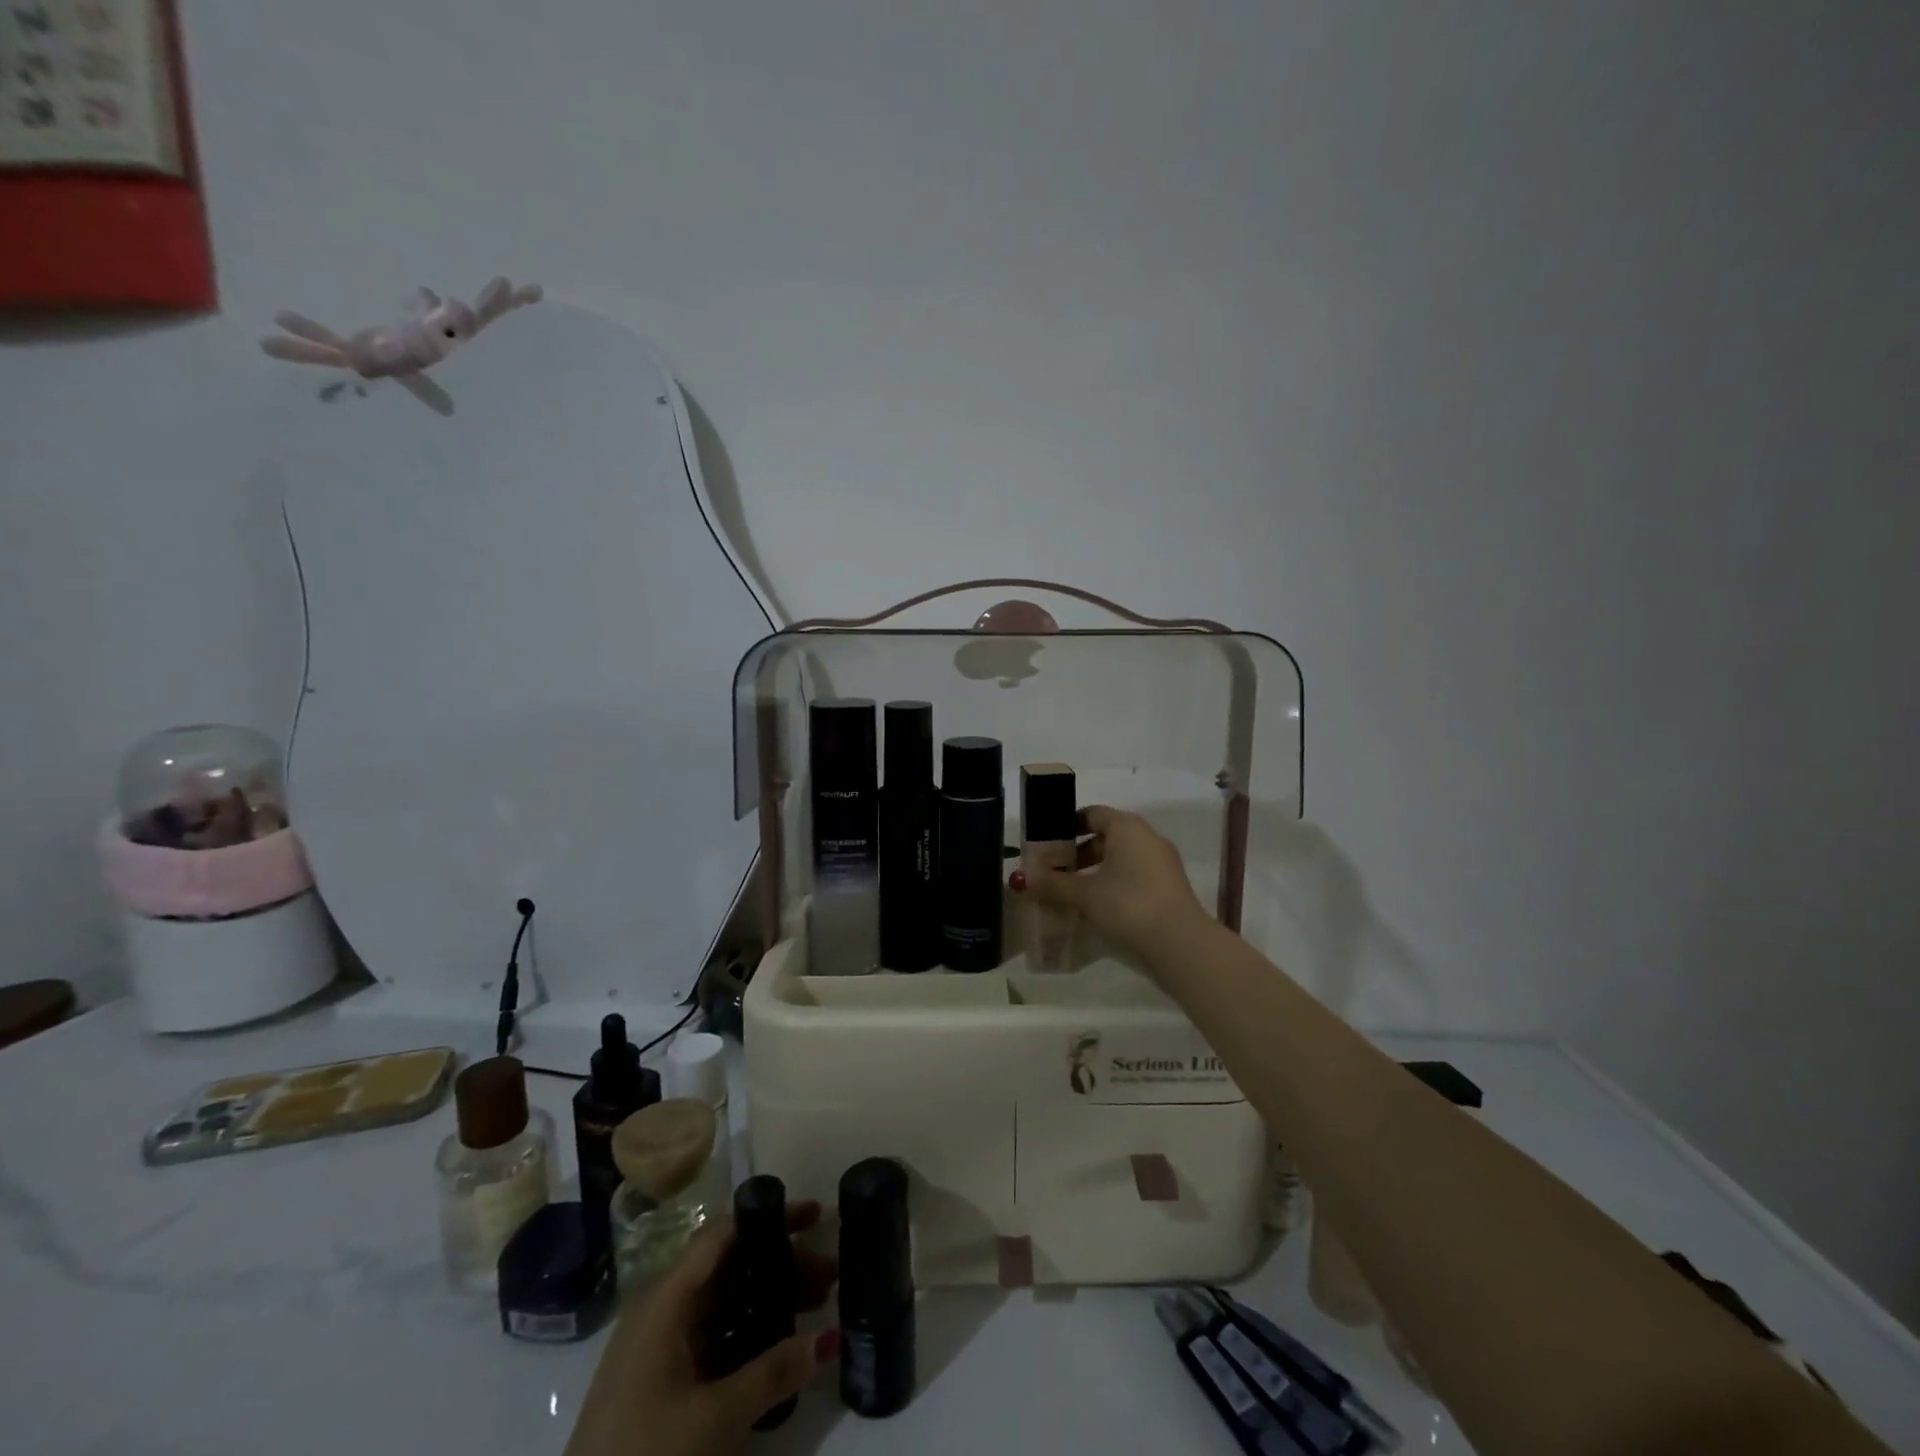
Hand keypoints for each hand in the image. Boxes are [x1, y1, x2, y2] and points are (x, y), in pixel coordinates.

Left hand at [565, 1202, 839, 1455]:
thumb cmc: (644, 1454)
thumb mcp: (714, 1417)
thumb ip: (773, 1373)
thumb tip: (831, 1337)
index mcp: (667, 1297)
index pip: (725, 1233)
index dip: (771, 1217)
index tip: (816, 1216)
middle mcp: (663, 1306)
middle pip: (731, 1264)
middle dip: (781, 1262)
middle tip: (830, 1275)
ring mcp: (660, 1341)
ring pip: (725, 1298)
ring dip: (770, 1295)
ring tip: (818, 1303)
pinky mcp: (662, 1374)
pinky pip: (715, 1330)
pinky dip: (750, 1327)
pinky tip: (781, 1343)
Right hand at [1011, 805, 1206, 959]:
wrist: (1179, 943)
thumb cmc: (1127, 904)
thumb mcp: (1084, 894)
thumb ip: (1052, 884)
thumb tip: (1019, 880)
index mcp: (1127, 827)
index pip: (1092, 814)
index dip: (1067, 825)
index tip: (1047, 843)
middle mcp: (1147, 837)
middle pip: (1106, 837)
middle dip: (1079, 853)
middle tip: (1055, 871)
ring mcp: (1162, 863)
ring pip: (1121, 859)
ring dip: (1096, 871)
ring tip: (1072, 893)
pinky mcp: (1169, 888)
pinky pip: (1135, 876)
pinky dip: (1114, 884)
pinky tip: (1097, 907)